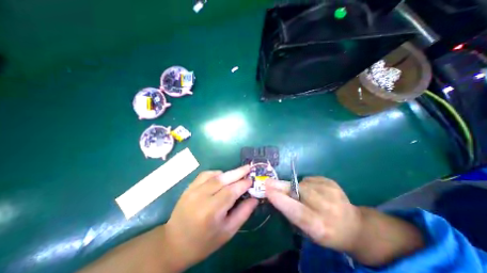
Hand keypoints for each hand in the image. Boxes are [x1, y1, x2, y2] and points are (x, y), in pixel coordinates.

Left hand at [161, 167, 257, 270]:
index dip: (243, 184)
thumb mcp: (227, 232)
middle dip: (238, 172)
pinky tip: (221, 177)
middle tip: (248, 167)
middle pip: (223, 179)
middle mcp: (201, 197)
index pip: (231, 191)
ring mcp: (193, 190)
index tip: (252, 180)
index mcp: (211, 212)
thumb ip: (243, 213)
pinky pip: (205, 174)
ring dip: (228, 173)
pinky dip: (216, 173)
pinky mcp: (189, 187)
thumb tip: (254, 198)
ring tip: (237, 175)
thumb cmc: (204, 242)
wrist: (174, 243)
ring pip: (215, 175)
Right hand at [266, 176, 421, 264]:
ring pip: (302, 183)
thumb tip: (274, 194)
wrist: (354, 226)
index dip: (280, 199)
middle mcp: (328, 208)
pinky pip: (309, 179)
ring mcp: (332, 192)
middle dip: (281, 186)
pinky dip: (305, 184)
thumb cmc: (326, 232)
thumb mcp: (308, 231)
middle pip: (299, 192)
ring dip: (294, 187)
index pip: (297, 211)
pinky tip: (312, 191)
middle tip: (268, 182)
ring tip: (301, 195)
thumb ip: (292, 213)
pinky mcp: (332, 182)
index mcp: (321, 227)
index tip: (267, 189)